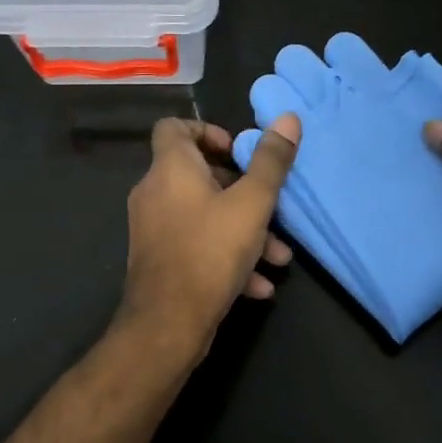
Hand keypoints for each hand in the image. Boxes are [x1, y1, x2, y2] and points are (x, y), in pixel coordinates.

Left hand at [116, 114, 301, 361]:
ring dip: (243, 230)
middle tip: (270, 205)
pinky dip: (226, 255)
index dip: (207, 130)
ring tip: (279, 256)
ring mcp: (153, 228)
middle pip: (198, 174)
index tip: (238, 152)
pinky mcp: (159, 260)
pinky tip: (258, 284)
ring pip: (204, 215)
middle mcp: (155, 192)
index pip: (174, 127)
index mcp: (170, 168)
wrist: (167, 324)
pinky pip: (196, 244)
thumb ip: (271, 161)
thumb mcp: (253, 203)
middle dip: (242, 190)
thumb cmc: (210, 251)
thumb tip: (288, 118)